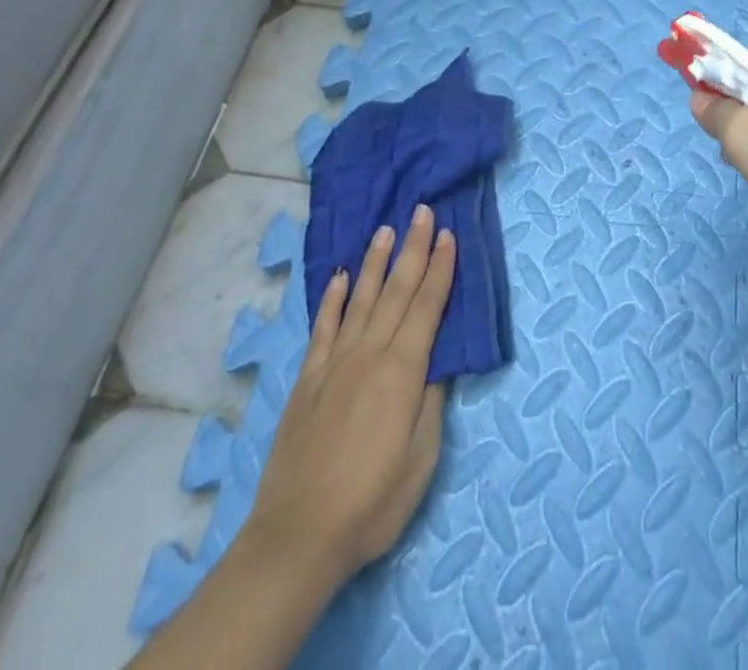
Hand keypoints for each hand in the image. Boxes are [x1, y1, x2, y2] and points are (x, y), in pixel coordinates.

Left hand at [241, 203, 456, 586]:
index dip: (440, 269)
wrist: (298, 536)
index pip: (427, 306)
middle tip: (421, 212)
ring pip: (359, 299)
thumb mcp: (421, 458)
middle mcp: (368, 354)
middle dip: (413, 249)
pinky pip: (323, 328)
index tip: (449, 234)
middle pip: (396, 291)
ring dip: (374, 262)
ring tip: (385, 229)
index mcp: (402, 371)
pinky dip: (332, 299)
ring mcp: (334, 363)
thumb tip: (440, 358)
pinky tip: (339, 278)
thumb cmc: (373, 502)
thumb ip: (432, 401)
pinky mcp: (308, 379)